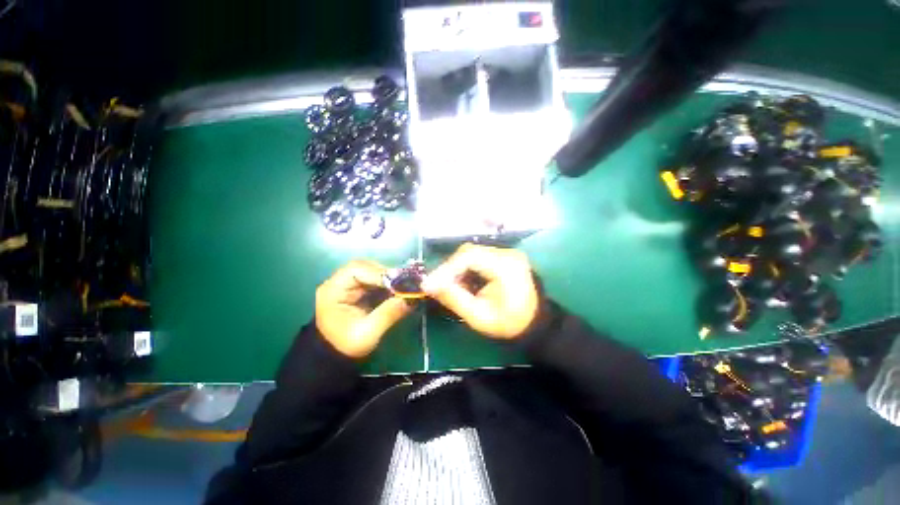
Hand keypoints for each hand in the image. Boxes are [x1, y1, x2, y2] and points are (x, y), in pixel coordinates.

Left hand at [316, 260, 412, 358]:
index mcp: (333, 290)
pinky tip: (397, 289)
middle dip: (385, 273)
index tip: (399, 281)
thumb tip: (409, 299)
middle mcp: (338, 282)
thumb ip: (387, 315)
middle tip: (404, 282)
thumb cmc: (346, 345)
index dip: (378, 273)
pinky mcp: (357, 289)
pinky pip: (374, 279)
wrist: (335, 356)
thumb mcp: (367, 334)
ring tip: (403, 286)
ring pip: (371, 270)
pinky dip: (387, 282)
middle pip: (364, 266)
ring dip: (388, 277)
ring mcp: (348, 284)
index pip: (355, 269)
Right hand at [423, 243, 538, 339]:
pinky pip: (479, 257)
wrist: (535, 323)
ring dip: (457, 268)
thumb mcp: (479, 316)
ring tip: (451, 287)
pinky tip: (464, 283)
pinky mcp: (504, 257)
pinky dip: (466, 268)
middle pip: (469, 252)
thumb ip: (454, 298)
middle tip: (437, 286)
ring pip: (472, 253)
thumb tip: (428, 285)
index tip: (430, 284)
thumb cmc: (509, 323)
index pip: (470, 257)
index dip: (446, 268)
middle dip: (450, 268)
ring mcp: (507, 253)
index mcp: (506, 267)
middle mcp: (507, 253)